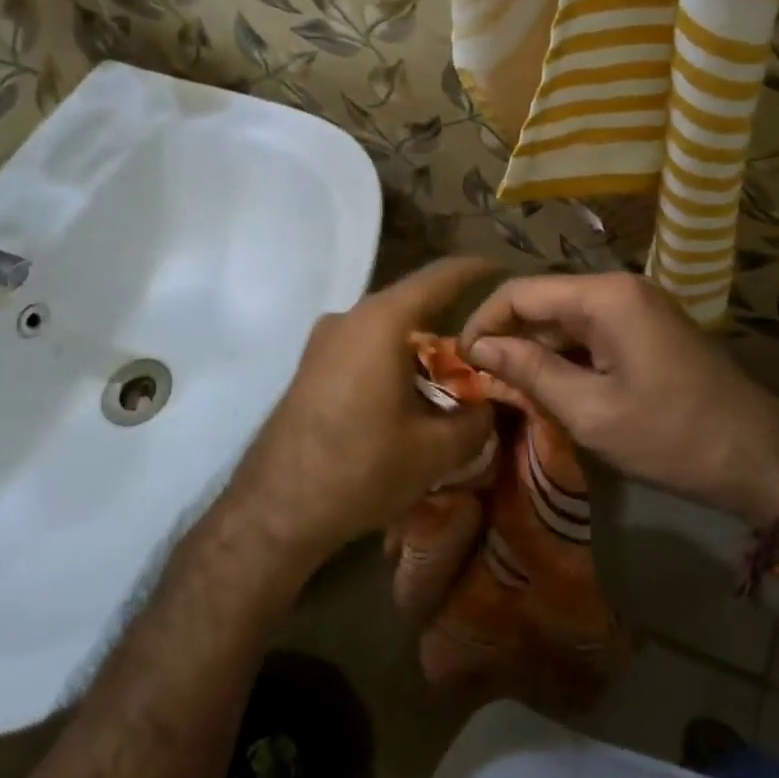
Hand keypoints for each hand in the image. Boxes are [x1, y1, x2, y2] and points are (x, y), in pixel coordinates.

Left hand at [220, 258, 499, 577]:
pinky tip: (410, 397)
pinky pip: (364, 347)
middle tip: (487, 349)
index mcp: (381, 321)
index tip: (503, 268)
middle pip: (412, 304)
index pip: (439, 277)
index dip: (475, 269)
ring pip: (387, 329)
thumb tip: (490, 406)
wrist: (275, 508)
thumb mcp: (436, 450)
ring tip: (453, 379)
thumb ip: (476, 420)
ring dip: (420, 347)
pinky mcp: (311, 366)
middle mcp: (349, 318)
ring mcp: (323, 341)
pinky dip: (394, 360)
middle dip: (451, 322)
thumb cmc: (361, 468)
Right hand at [460, 272, 778, 525]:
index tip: (458, 361)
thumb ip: (530, 371)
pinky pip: (591, 334)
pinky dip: (564, 357)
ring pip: (565, 319)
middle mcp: (620, 289)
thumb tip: (477, 346)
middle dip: (507, 337)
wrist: (759, 458)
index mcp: (606, 297)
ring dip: (534, 350)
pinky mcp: (647, 331)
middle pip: (543, 302)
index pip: (521, 292)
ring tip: (504, 388)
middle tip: (477, 380)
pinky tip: (547, 388)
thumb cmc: (672, 436)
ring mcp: (637, 308)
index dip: (483, 322)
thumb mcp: (591, 410)